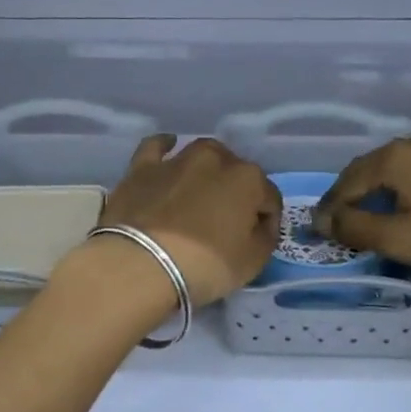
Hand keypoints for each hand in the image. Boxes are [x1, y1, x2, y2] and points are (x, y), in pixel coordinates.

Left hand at [96, 135, 280, 304]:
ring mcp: (177, 160)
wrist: (140, 264)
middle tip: (228, 220)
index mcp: (248, 179)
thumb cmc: (204, 265)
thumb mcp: (252, 262)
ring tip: (203, 191)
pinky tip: (168, 149)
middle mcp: (215, 159)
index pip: (269, 198)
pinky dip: (165, 146)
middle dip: (237, 192)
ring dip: (209, 169)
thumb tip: (260, 226)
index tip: (258, 240)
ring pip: (202, 154)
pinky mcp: (143, 168)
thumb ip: (264, 237)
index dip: (267, 220)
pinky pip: (156, 147)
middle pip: (236, 172)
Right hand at [315, 133, 410, 277]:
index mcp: (394, 157)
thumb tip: (324, 221)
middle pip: (368, 170)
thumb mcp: (400, 239)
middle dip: (349, 196)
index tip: (317, 230)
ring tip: (365, 216)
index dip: (330, 208)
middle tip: (336, 222)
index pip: (347, 182)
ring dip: (374, 192)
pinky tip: (402, 206)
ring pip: (393, 170)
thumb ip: (355, 227)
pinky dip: (400, 190)